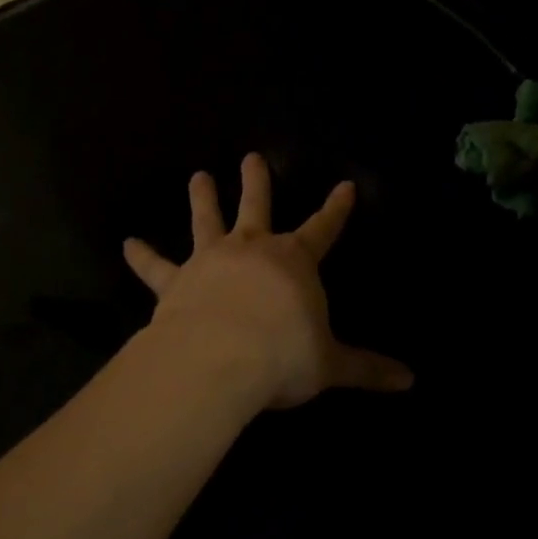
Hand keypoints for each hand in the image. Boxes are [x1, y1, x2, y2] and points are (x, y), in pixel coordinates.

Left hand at [122, 153, 412, 409]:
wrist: (220, 358)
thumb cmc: (282, 355)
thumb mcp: (331, 365)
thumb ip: (367, 369)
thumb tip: (410, 381)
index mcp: (294, 262)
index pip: (323, 228)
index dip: (336, 208)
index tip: (345, 185)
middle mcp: (253, 249)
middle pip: (257, 207)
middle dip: (256, 182)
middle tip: (250, 157)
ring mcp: (211, 260)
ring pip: (206, 221)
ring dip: (202, 198)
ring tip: (197, 176)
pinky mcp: (175, 281)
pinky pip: (156, 266)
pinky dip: (142, 255)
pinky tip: (127, 243)